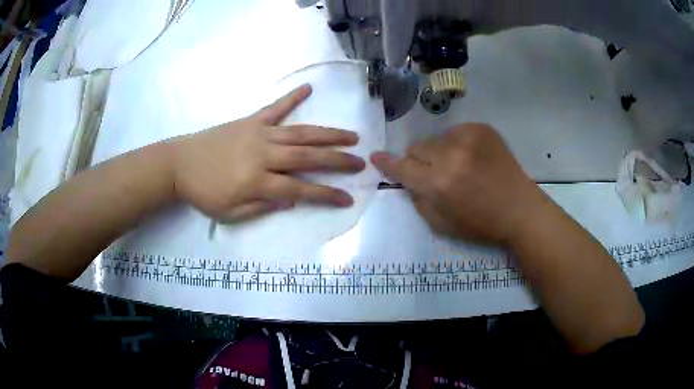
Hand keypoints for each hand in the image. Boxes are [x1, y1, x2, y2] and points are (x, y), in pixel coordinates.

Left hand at [170, 84, 365, 221]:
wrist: (179, 164)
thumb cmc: (203, 194)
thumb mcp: (230, 214)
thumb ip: (262, 208)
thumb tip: (292, 201)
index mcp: (257, 182)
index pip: (300, 190)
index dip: (326, 195)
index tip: (347, 198)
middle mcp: (264, 155)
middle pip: (307, 158)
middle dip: (337, 161)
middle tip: (361, 162)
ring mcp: (258, 134)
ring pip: (300, 133)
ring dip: (327, 134)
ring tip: (351, 136)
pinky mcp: (250, 121)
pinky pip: (274, 108)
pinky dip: (292, 98)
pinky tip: (308, 88)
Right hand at [371, 123, 547, 243]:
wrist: (519, 208)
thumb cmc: (481, 224)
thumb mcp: (441, 225)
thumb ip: (418, 200)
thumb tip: (407, 180)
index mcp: (439, 184)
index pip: (402, 167)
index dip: (387, 163)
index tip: (376, 157)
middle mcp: (450, 155)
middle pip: (416, 147)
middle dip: (418, 161)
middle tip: (433, 173)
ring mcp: (467, 137)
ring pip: (435, 139)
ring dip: (439, 152)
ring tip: (458, 166)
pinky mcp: (481, 129)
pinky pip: (455, 132)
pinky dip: (457, 144)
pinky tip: (472, 158)